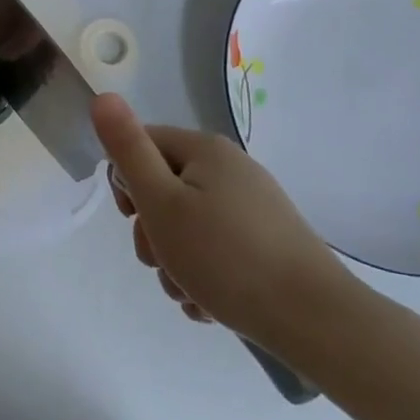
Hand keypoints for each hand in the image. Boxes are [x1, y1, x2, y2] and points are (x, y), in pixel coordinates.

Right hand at [91, 94, 357, 350]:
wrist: (316, 322)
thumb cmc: (225, 257)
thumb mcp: (161, 201)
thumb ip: (128, 148)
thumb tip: (103, 96)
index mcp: (205, 150)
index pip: (142, 145)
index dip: (126, 181)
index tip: (134, 217)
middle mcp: (231, 169)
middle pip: (164, 188)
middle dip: (152, 231)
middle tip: (160, 262)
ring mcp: (254, 207)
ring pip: (188, 225)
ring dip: (175, 261)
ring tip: (189, 293)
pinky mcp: (268, 242)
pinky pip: (217, 249)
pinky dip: (205, 274)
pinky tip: (210, 304)